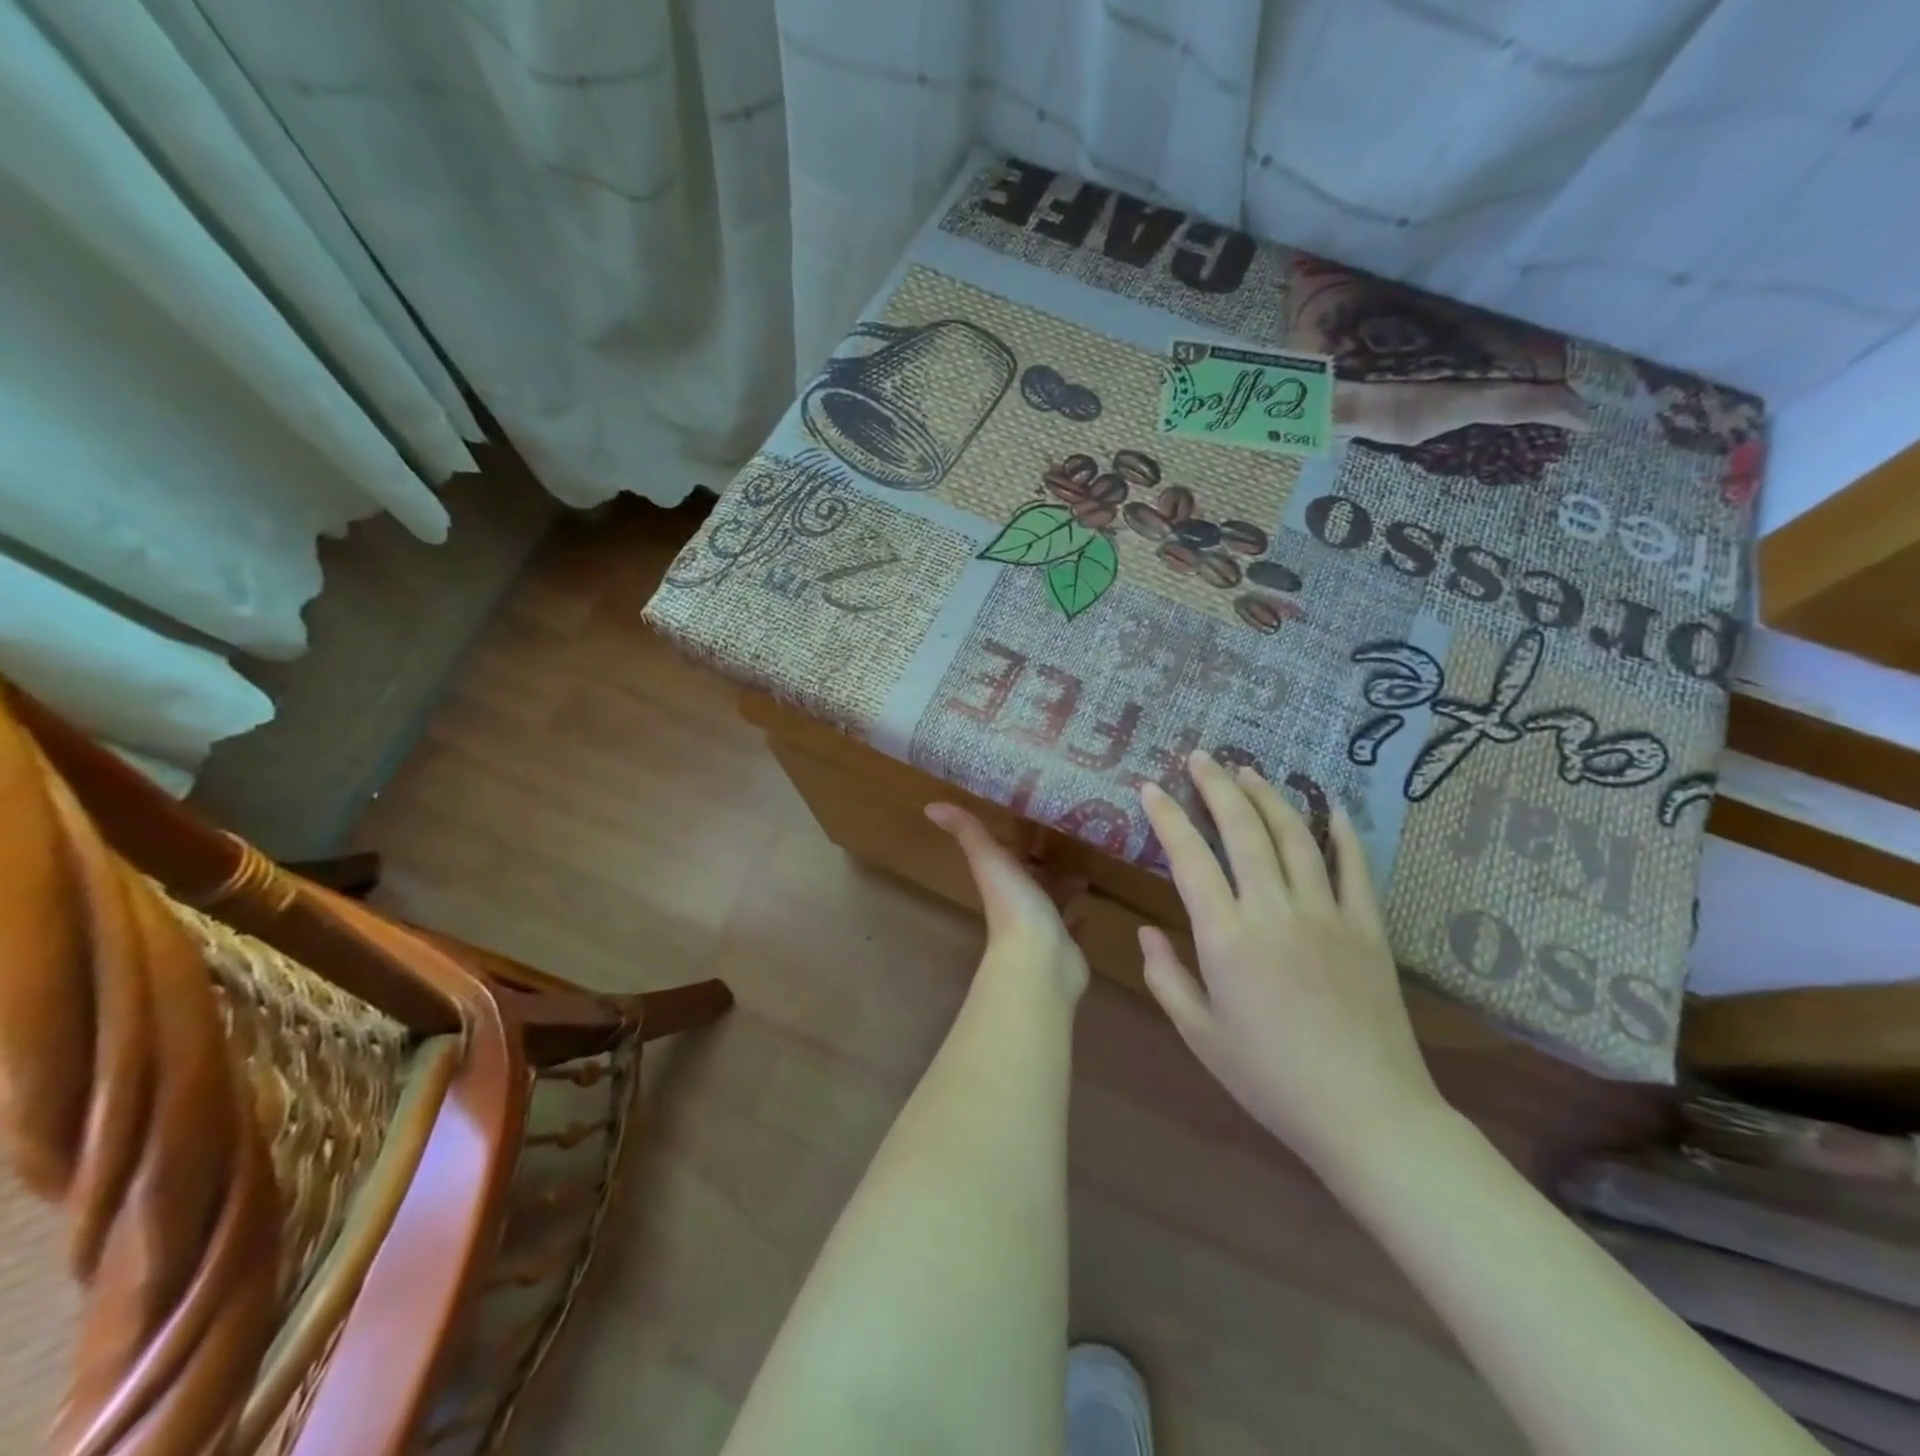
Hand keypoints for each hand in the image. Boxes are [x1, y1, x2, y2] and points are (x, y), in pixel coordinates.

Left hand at [927, 803, 1089, 1000]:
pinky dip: (1078, 919)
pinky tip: (1088, 912)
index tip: (1034, 818)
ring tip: (1083, 873)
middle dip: (1044, 863)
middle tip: (1068, 843)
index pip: (1007, 854)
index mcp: (1002, 880)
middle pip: (1031, 878)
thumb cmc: (1015, 905)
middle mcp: (1019, 902)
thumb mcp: (990, 859)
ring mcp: (1043, 926)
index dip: (1017, 840)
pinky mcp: (1065, 945)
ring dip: (1063, 887)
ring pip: (1053, 901)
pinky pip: (1072, 929)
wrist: (1039, 960)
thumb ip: (967, 832)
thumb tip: (931, 806)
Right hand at [1138, 753, 1444, 1172]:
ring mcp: (1327, 914)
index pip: (1190, 858)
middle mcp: (1275, 910)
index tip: (1150, 788)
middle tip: (1200, 757)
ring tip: (1249, 771)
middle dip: (1217, 786)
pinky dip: (1342, 832)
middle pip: (1243, 830)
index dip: (1167, 818)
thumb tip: (1146, 931)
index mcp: (1227, 937)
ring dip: (1269, 797)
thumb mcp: (1200, 1035)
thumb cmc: (1271, 1079)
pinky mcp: (1368, 928)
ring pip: (1295, 836)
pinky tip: (1329, 808)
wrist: (1368, 1114)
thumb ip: (1166, 977)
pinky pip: (1354, 867)